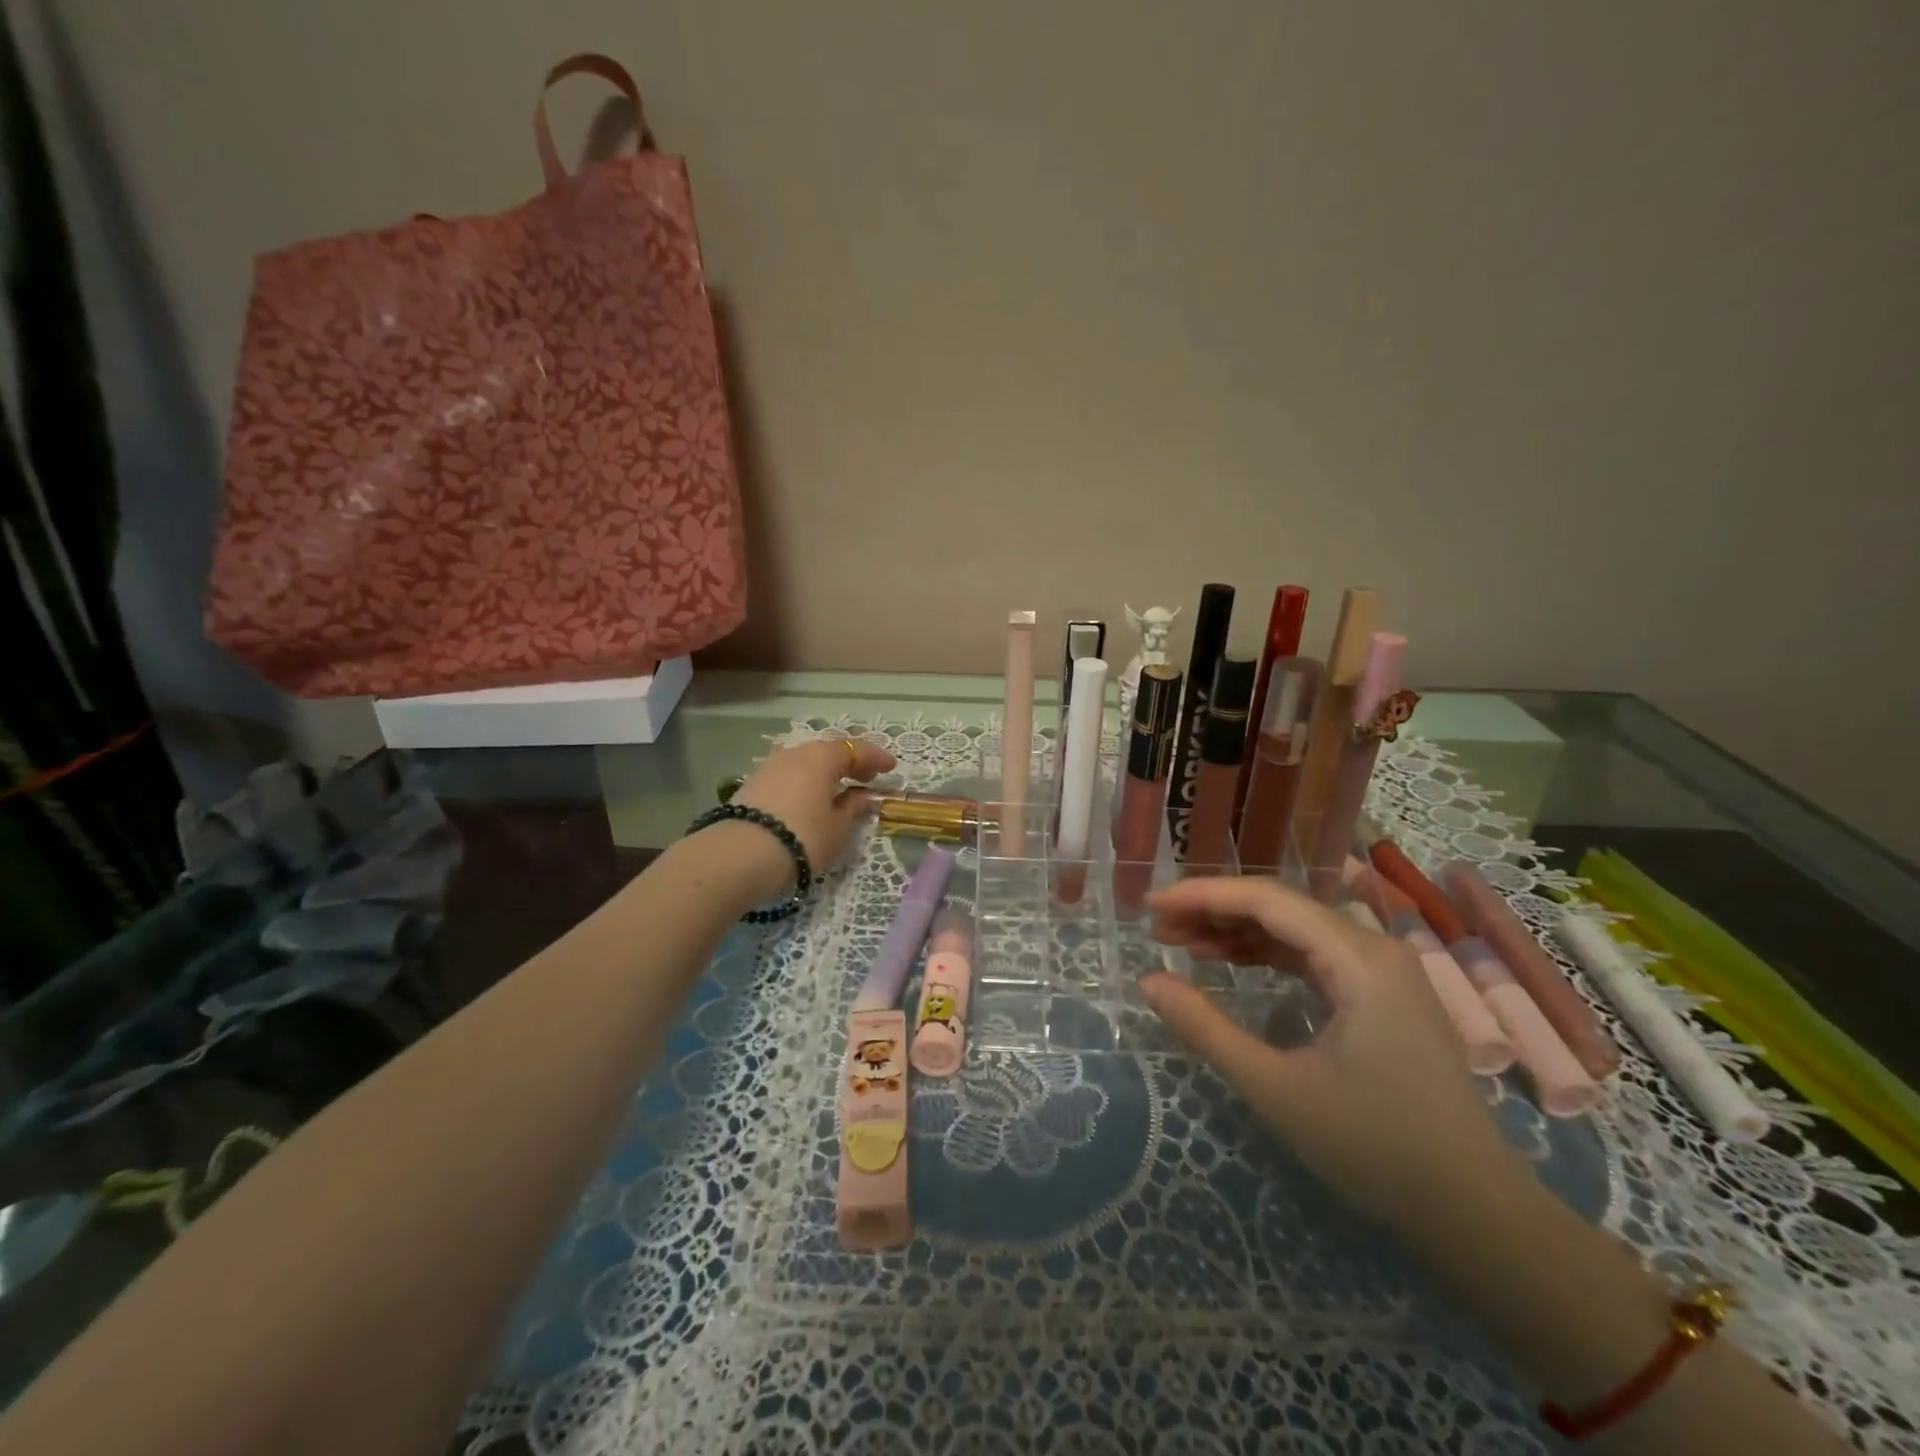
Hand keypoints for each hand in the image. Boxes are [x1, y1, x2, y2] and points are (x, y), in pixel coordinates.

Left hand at [729, 737, 895, 890]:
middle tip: (866, 778)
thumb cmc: (802, 838)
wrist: (739, 856)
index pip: (855, 749)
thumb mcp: (838, 828)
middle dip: (849, 764)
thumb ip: (853, 808)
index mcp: (822, 757)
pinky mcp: (751, 785)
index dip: (875, 758)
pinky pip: (788, 777)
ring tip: (836, 791)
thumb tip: (862, 796)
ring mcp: (769, 767)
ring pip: (805, 764)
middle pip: (827, 753)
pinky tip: (808, 800)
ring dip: (823, 774)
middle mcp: (795, 753)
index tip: (891, 768)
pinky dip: (804, 784)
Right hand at [1142, 875, 1523, 1232]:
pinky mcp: (1382, 994)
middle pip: (1280, 907)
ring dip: (1237, 931)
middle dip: (1214, 911)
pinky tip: (1232, 962)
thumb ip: (1205, 1028)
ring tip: (1183, 944)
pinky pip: (1313, 955)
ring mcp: (1383, 970)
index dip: (1202, 895)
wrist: (1474, 1212)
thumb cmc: (1374, 1146)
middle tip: (1159, 929)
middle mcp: (1374, 948)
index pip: (1266, 900)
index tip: (1151, 905)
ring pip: (1295, 928)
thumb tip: (1148, 982)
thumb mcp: (1275, 1087)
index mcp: (1358, 958)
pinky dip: (1267, 954)